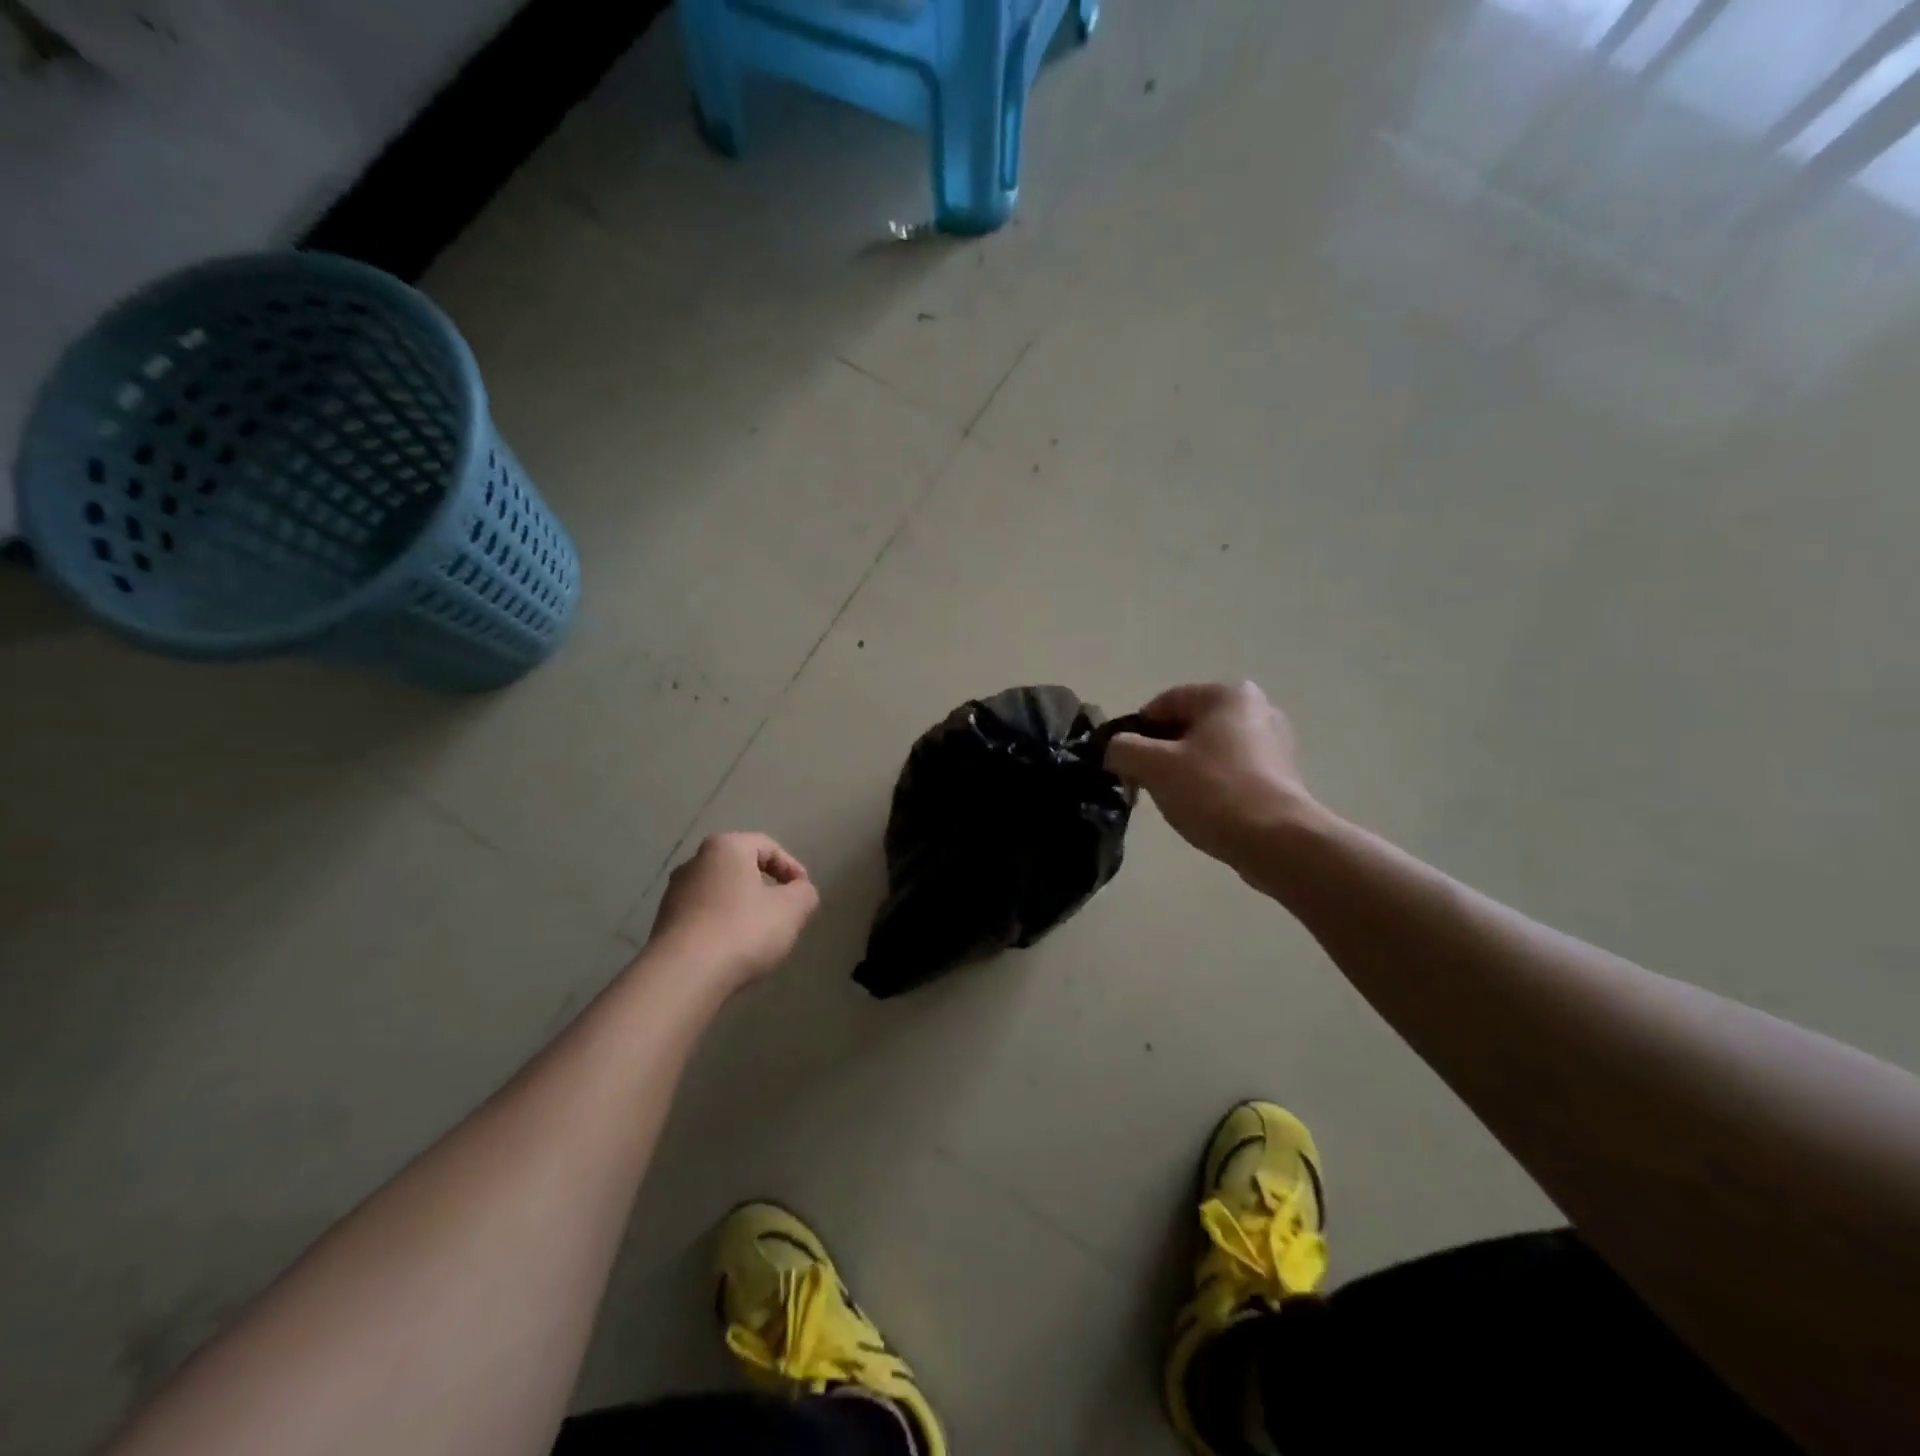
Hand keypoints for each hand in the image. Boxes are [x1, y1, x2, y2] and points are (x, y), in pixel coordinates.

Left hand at [648, 832, 819, 988]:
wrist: (683, 976)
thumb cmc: (743, 930)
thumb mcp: (792, 909)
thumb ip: (804, 893)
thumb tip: (799, 892)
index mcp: (725, 847)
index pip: (768, 847)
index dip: (792, 868)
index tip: (803, 894)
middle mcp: (694, 862)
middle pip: (741, 868)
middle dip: (766, 888)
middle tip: (785, 912)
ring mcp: (674, 894)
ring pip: (721, 894)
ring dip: (743, 909)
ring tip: (760, 936)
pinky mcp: (664, 924)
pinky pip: (704, 917)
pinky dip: (722, 927)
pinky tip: (733, 951)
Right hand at [1104, 681, 1319, 871]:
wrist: (1277, 841)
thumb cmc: (1213, 791)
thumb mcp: (1153, 766)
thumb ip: (1122, 749)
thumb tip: (1115, 750)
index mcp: (1227, 694)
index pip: (1163, 704)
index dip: (1136, 734)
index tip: (1126, 765)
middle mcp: (1257, 708)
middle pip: (1187, 727)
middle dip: (1161, 754)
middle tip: (1147, 785)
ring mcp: (1275, 743)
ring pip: (1208, 751)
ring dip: (1184, 771)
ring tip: (1177, 802)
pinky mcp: (1282, 776)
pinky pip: (1231, 772)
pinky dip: (1212, 786)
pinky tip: (1205, 811)